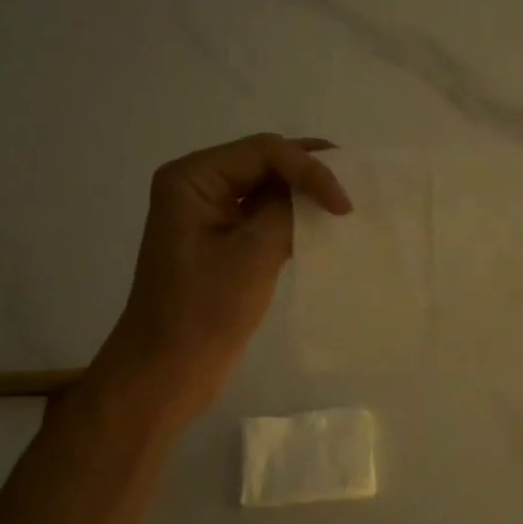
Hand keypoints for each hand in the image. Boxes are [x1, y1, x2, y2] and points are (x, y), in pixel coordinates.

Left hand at [99, 134, 351, 419]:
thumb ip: (286, 211)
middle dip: (308, 171)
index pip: (263, 151)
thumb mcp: (252, 255)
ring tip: (344, 200)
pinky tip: (320, 225)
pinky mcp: (220, 242)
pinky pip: (261, 215)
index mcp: (192, 179)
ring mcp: (208, 215)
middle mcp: (197, 186)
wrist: (166, 371)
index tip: (344, 206)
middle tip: (355, 181)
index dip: (310, 169)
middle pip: (263, 161)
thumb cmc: (203, 312)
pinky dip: (291, 217)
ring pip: (265, 188)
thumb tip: (316, 191)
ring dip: (303, 193)